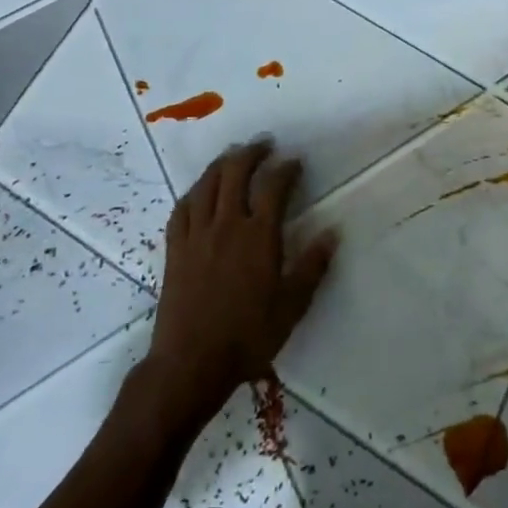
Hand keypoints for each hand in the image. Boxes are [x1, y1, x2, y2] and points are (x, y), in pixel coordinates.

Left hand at [138, 142, 336, 426]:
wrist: (191, 363)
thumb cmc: (248, 336)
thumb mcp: (292, 305)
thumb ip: (312, 266)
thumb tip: (333, 233)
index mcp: (258, 237)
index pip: (274, 187)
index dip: (286, 168)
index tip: (295, 161)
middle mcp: (226, 226)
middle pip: (235, 174)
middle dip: (251, 153)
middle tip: (264, 144)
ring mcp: (196, 235)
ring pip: (206, 185)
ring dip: (221, 164)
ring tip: (233, 155)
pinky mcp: (175, 250)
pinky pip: (182, 209)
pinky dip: (194, 191)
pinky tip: (200, 190)